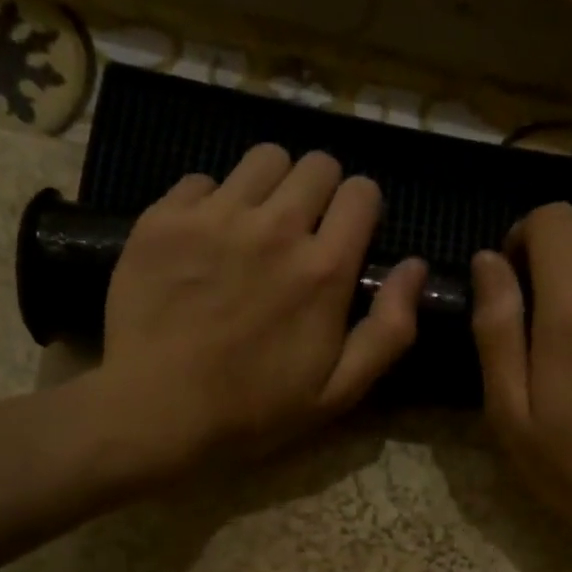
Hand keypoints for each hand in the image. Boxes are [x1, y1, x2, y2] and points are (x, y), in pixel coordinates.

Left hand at [96, 145, 425, 478]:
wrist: (156, 411)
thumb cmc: (253, 410)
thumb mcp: (339, 391)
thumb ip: (389, 330)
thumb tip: (415, 267)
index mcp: (324, 269)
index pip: (362, 192)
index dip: (361, 210)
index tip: (347, 236)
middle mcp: (275, 227)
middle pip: (316, 164)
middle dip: (320, 191)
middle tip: (302, 232)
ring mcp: (215, 217)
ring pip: (262, 160)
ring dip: (270, 187)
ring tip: (254, 228)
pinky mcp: (164, 218)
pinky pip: (201, 180)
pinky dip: (210, 203)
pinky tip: (203, 242)